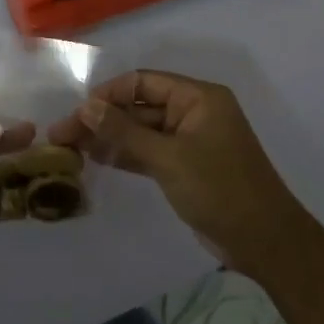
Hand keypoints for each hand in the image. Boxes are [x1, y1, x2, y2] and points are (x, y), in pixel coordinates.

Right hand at [49, 70, 311, 274]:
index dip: (107, 94)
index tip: (76, 112)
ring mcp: (189, 141)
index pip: (142, 83)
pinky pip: (148, 152)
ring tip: (69, 148)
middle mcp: (193, 112)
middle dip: (101, 119)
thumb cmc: (219, 189)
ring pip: (140, 131)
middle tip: (60, 135)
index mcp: (198, 98)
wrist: (263, 240)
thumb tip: (85, 107)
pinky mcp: (185, 166)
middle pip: (138, 107)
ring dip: (108, 138)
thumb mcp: (168, 157)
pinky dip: (124, 155)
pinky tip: (95, 159)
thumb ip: (124, 131)